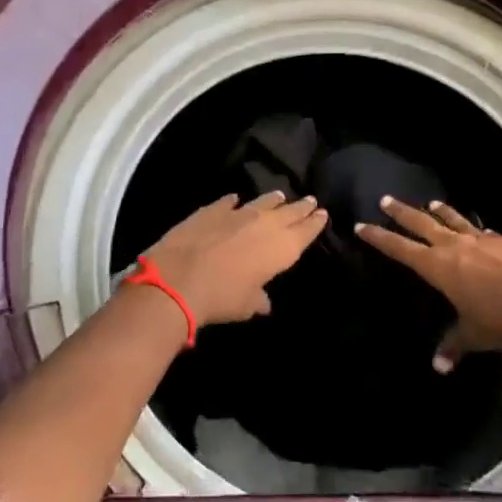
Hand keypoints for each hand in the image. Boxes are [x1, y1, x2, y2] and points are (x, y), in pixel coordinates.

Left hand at [140, 191, 328, 327]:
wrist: (179, 278)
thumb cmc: (221, 297)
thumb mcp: (246, 306)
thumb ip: (259, 300)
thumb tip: (264, 302)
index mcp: (281, 248)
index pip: (305, 231)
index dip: (315, 222)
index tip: (322, 213)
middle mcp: (265, 225)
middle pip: (289, 212)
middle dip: (301, 207)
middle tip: (310, 200)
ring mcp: (238, 213)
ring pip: (263, 201)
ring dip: (273, 200)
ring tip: (280, 196)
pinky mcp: (212, 209)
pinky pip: (228, 202)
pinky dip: (234, 202)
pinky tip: (235, 199)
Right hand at [357, 199, 501, 371]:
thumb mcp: (475, 335)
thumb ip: (454, 344)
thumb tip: (439, 366)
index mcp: (440, 267)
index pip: (401, 248)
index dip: (380, 238)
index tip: (362, 225)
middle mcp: (457, 246)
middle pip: (422, 223)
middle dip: (402, 213)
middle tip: (386, 200)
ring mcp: (484, 239)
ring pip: (455, 220)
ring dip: (441, 212)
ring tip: (431, 203)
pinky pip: (485, 232)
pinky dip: (476, 231)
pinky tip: (481, 233)